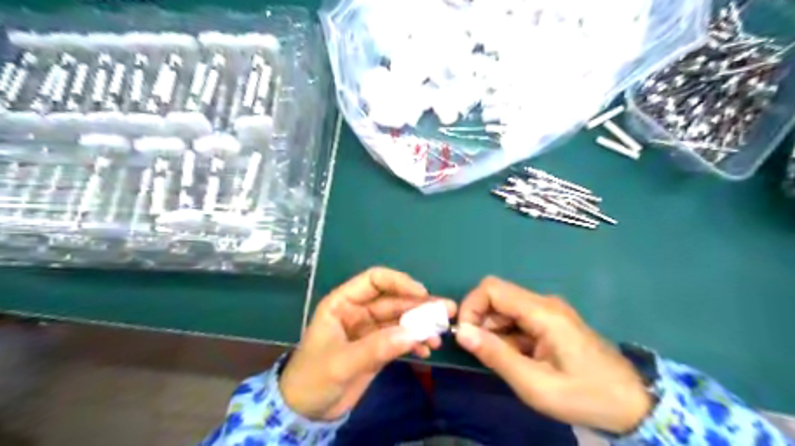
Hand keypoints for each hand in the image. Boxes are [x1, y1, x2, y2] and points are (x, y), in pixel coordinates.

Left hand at [279, 269, 453, 420]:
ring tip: (439, 335)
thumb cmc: (313, 378)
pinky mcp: (378, 348)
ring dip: (421, 325)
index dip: (399, 282)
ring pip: (400, 319)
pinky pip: (400, 339)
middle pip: (393, 300)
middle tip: (446, 312)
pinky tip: (426, 350)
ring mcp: (370, 330)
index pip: (374, 280)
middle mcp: (359, 311)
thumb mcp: (342, 362)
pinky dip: (414, 342)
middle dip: (419, 306)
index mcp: (343, 303)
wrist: (306, 411)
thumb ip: (377, 347)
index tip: (422, 293)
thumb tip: (415, 334)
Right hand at [454, 276, 651, 433]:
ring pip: (506, 309)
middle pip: (498, 297)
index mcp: (542, 312)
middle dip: (481, 321)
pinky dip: (508, 336)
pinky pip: (519, 320)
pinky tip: (517, 359)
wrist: (633, 405)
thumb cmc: (584, 396)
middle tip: (482, 353)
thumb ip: (496, 356)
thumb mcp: (535, 384)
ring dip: (493, 331)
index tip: (465, 335)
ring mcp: (549, 312)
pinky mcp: (552, 323)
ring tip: (503, 361)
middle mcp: (544, 303)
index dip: (471, 306)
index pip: (492, 289)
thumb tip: (461, 332)